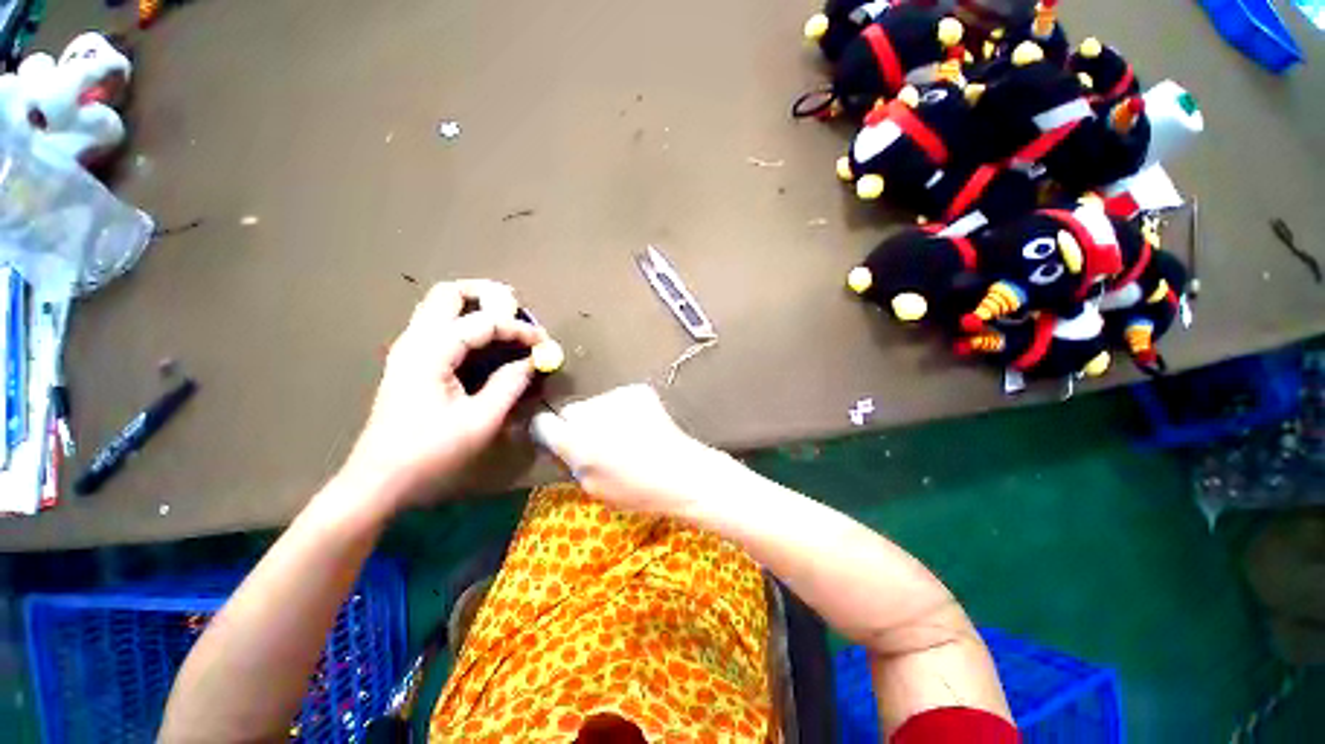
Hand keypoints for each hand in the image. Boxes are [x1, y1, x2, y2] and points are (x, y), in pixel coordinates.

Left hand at [337, 280, 546, 514]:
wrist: (379, 480)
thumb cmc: (430, 452)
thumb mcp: (481, 420)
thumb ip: (510, 384)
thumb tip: (532, 361)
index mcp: (431, 352)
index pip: (483, 322)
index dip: (518, 328)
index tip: (544, 342)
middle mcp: (415, 341)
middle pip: (449, 294)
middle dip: (488, 294)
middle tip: (519, 311)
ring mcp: (409, 350)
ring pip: (441, 307)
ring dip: (477, 307)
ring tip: (509, 323)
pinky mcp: (411, 363)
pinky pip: (441, 327)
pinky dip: (467, 324)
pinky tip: (487, 343)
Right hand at [530, 385, 724, 514]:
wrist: (681, 472)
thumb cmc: (636, 490)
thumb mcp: (593, 487)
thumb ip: (571, 462)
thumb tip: (563, 444)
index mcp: (575, 441)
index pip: (542, 423)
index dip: (551, 432)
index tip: (561, 440)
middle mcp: (591, 412)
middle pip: (571, 410)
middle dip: (579, 424)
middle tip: (600, 443)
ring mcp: (616, 396)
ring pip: (597, 403)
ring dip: (603, 416)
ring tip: (626, 435)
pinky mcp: (637, 390)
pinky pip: (619, 398)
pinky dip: (624, 409)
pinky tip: (641, 425)